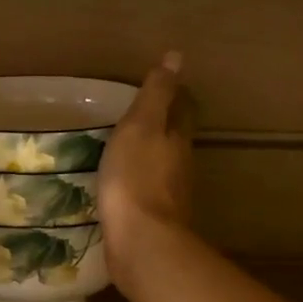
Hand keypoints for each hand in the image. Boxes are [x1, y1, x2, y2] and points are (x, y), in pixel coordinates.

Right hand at [99, 52, 193, 296]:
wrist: (141, 244)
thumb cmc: (136, 178)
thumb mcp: (141, 127)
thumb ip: (156, 95)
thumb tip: (177, 57)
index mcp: (177, 139)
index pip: (182, 109)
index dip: (175, 94)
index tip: (163, 84)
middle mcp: (180, 166)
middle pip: (175, 138)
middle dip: (163, 125)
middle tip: (140, 115)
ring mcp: (168, 197)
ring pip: (162, 167)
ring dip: (149, 156)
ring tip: (125, 148)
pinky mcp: (152, 222)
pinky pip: (145, 194)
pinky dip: (137, 184)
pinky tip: (120, 186)